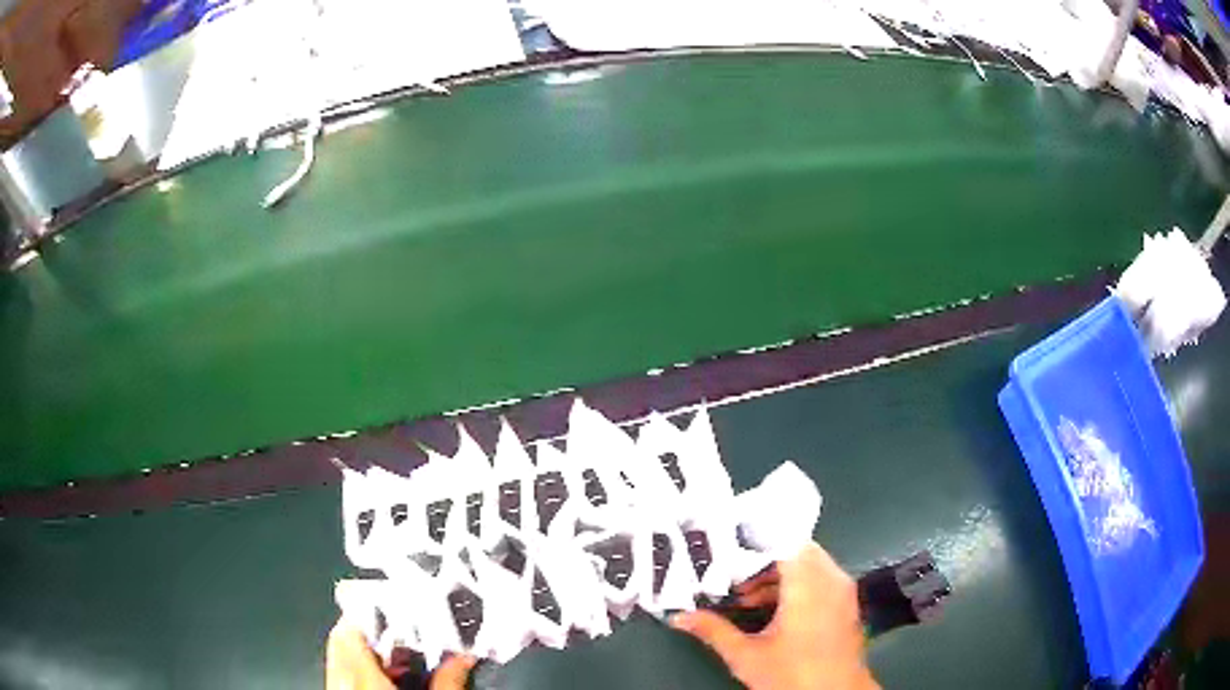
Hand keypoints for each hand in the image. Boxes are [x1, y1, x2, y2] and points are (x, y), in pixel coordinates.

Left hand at [325, 620, 476, 689]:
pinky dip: (365, 667)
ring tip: (402, 651)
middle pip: (344, 639)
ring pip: (342, 655)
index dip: (369, 610)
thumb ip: (448, 683)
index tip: (397, 603)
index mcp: (361, 678)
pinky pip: (344, 673)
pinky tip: (390, 676)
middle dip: (372, 628)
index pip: (350, 630)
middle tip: (405, 627)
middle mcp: (341, 680)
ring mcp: (337, 688)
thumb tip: (466, 656)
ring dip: (369, 648)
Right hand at [671, 543, 878, 689]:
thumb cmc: (793, 675)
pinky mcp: (847, 604)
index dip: (756, 543)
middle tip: (735, 577)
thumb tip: (679, 617)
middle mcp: (831, 580)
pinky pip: (822, 579)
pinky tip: (773, 611)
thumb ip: (713, 631)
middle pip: (798, 550)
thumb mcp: (746, 656)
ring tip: (748, 598)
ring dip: (780, 575)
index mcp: (808, 586)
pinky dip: (798, 585)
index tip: (728, 552)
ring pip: (810, 564)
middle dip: (765, 561)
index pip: (784, 543)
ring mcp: (843, 591)